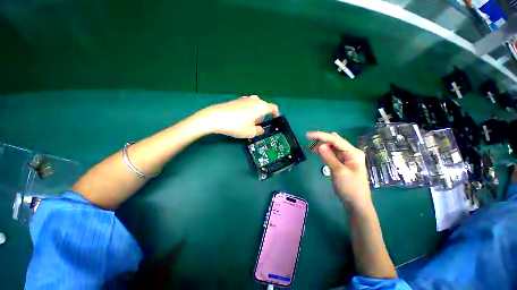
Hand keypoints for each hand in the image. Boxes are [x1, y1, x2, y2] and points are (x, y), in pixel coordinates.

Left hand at [198, 95, 279, 137]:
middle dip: (263, 116)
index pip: (273, 108)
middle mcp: (254, 100)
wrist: (216, 117)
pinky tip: (240, 119)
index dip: (276, 113)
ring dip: (255, 113)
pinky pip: (246, 105)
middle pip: (263, 107)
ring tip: (248, 122)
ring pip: (254, 106)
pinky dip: (247, 111)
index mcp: (261, 106)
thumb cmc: (237, 125)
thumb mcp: (251, 132)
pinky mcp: (236, 100)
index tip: (275, 119)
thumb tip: (261, 129)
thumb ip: (259, 131)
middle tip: (257, 125)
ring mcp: (244, 99)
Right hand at [306, 131, 370, 207]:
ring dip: (322, 146)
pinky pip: (332, 154)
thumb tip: (320, 145)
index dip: (321, 136)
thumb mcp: (338, 172)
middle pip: (334, 142)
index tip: (308, 135)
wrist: (356, 203)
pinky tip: (318, 152)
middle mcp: (350, 152)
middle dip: (321, 140)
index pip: (335, 140)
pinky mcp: (342, 162)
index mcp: (353, 153)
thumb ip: (329, 157)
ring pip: (332, 147)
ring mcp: (346, 157)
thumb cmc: (350, 188)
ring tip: (311, 148)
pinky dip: (324, 152)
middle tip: (309, 142)